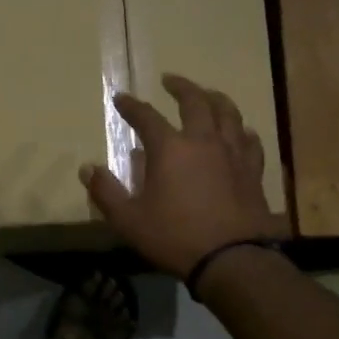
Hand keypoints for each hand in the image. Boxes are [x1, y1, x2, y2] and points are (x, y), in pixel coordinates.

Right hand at [79, 75, 278, 279]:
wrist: (232, 258)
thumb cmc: (175, 237)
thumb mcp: (129, 220)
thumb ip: (106, 192)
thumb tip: (86, 169)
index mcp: (170, 148)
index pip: (146, 117)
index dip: (131, 106)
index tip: (121, 98)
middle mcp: (203, 141)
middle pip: (195, 101)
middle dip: (180, 87)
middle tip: (170, 80)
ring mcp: (233, 153)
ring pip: (228, 113)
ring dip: (215, 98)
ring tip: (208, 94)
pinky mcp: (252, 170)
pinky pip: (249, 140)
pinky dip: (242, 131)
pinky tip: (241, 132)